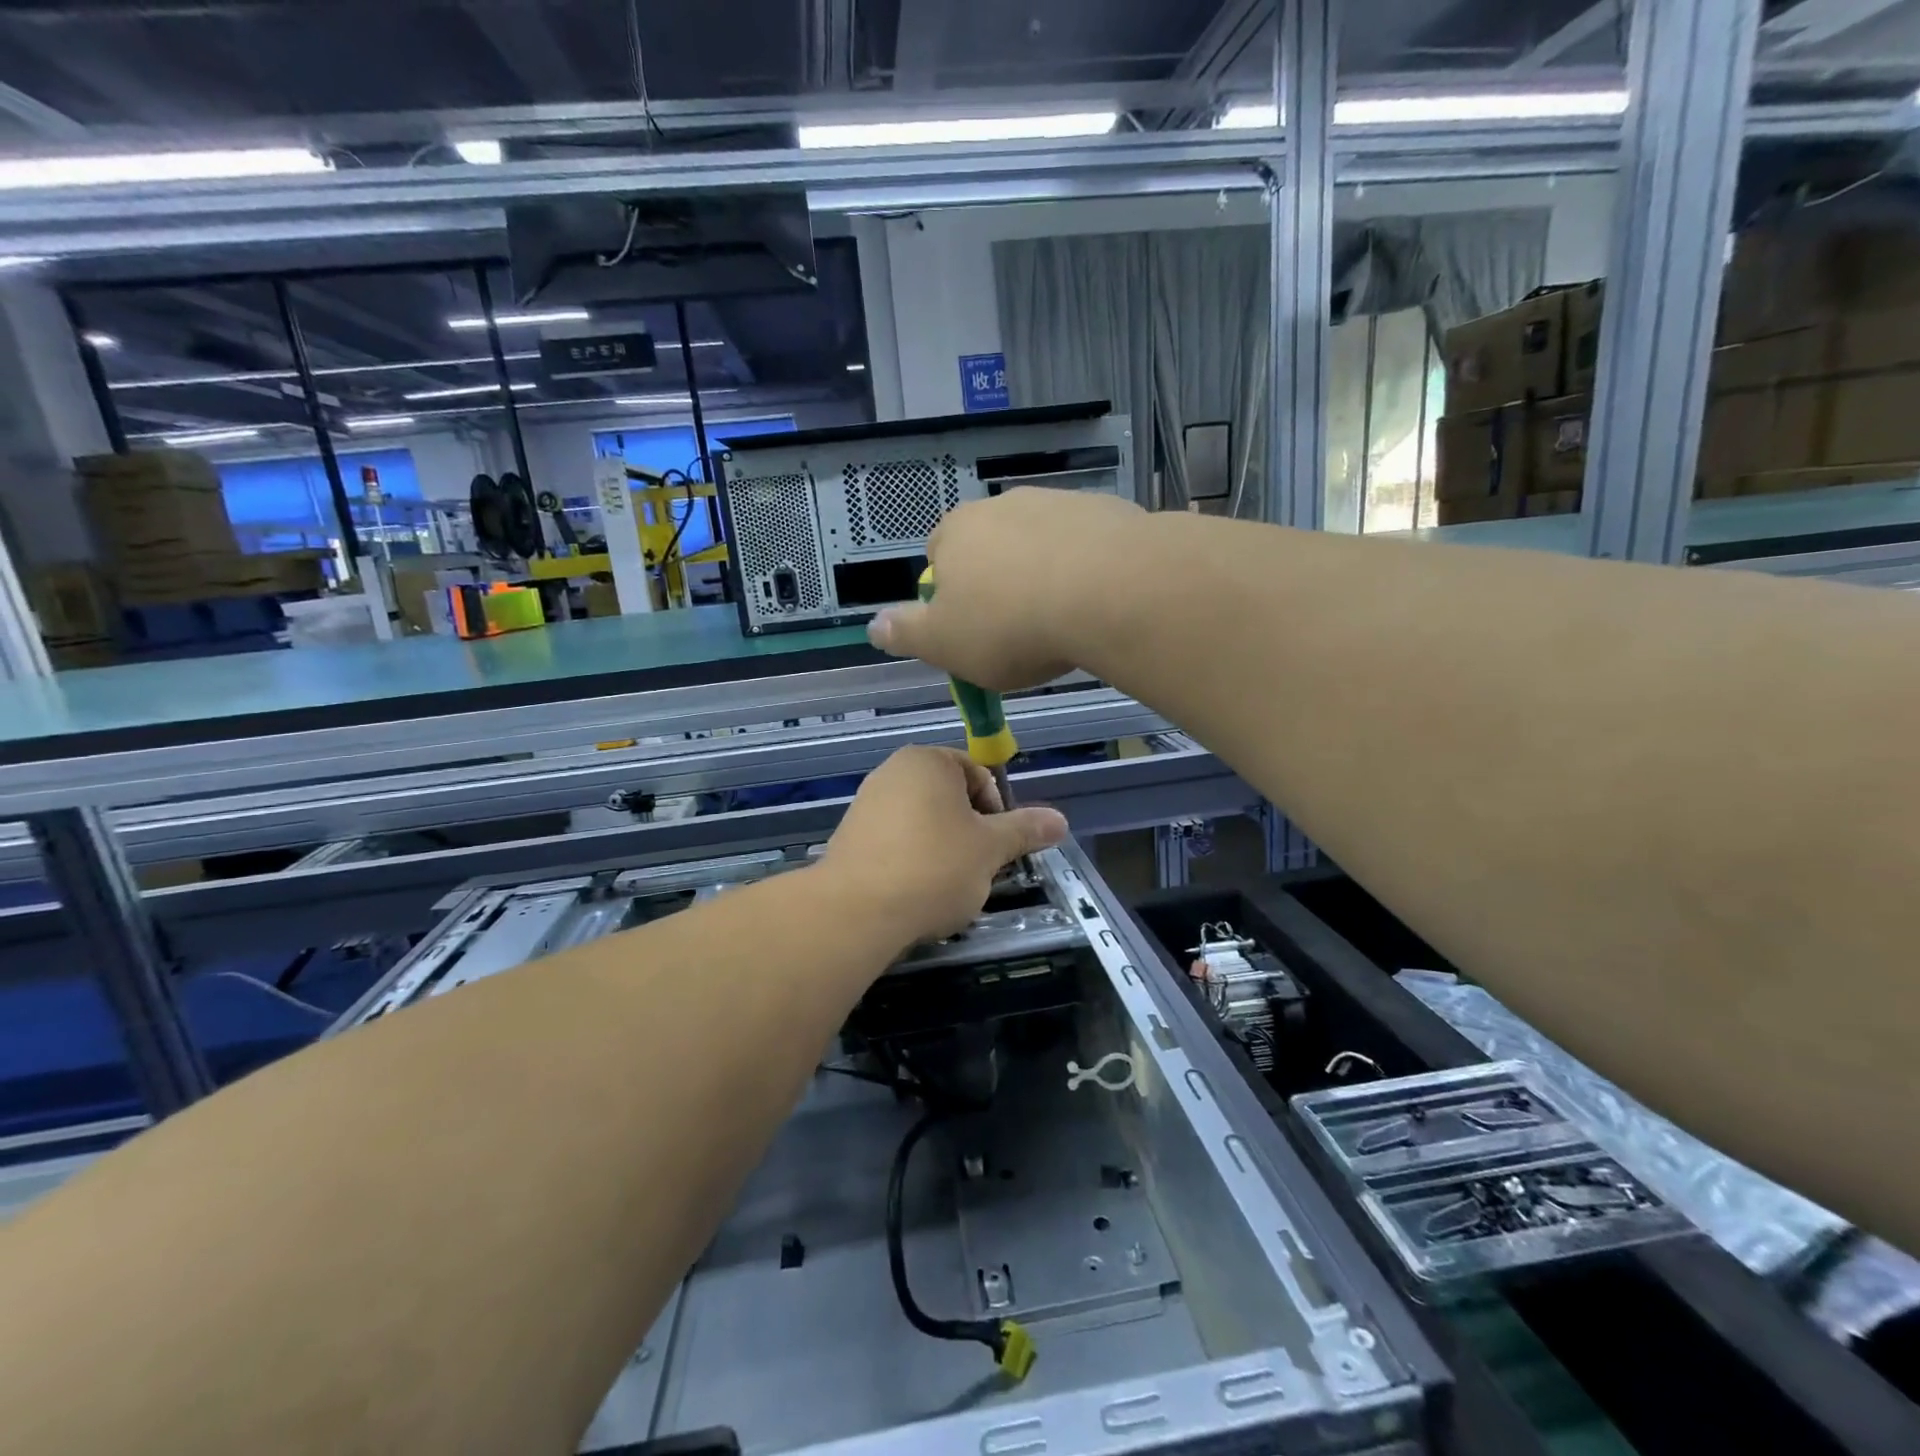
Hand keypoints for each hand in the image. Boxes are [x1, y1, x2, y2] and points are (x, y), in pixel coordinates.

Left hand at [820, 746, 1067, 945]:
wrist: (855, 912)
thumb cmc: (933, 867)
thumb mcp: (991, 849)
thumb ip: (1025, 830)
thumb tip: (1060, 820)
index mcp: (928, 761)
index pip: (979, 775)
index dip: (998, 812)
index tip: (998, 849)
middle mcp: (892, 772)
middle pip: (951, 799)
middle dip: (971, 834)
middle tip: (978, 870)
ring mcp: (866, 804)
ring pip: (924, 824)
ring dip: (944, 850)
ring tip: (947, 887)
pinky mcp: (850, 838)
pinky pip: (896, 843)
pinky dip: (913, 862)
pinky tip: (916, 893)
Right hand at [867, 488, 1145, 691]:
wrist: (1110, 592)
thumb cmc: (1011, 625)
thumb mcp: (944, 644)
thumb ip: (905, 634)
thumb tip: (874, 625)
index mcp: (956, 533)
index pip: (938, 558)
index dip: (950, 597)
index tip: (971, 632)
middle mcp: (1002, 506)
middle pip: (991, 548)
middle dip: (998, 583)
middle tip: (1018, 631)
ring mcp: (1057, 503)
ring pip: (1039, 544)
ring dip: (1043, 574)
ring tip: (1062, 620)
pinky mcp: (1105, 511)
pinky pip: (1084, 545)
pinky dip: (1085, 569)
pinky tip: (1097, 602)